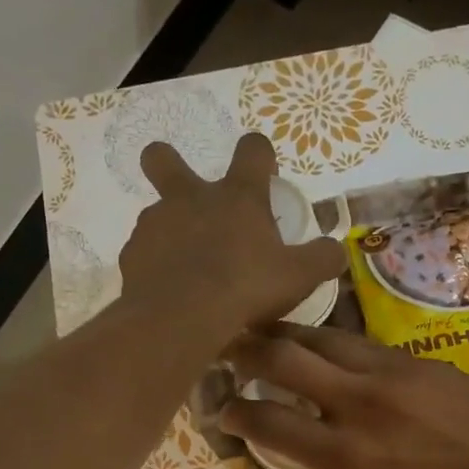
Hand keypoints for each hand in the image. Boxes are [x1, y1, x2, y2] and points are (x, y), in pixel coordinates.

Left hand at [120, 134, 345, 330]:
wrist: (181, 317)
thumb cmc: (246, 287)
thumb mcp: (299, 276)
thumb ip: (322, 259)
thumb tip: (337, 251)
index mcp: (237, 197)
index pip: (252, 151)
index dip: (259, 154)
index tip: (264, 171)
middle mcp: (190, 199)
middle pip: (164, 159)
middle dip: (168, 164)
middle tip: (184, 190)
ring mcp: (155, 224)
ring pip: (156, 213)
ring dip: (170, 231)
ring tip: (188, 269)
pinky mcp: (131, 256)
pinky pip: (144, 254)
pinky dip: (156, 267)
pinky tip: (169, 292)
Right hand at [219, 323, 468, 468]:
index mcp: (350, 455)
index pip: (271, 424)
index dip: (236, 414)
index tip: (221, 410)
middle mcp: (359, 404)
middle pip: (284, 358)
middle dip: (244, 348)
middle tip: (225, 345)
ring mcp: (389, 373)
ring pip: (320, 337)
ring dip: (285, 334)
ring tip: (266, 334)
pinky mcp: (416, 358)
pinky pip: (359, 343)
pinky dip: (330, 344)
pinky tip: (324, 348)